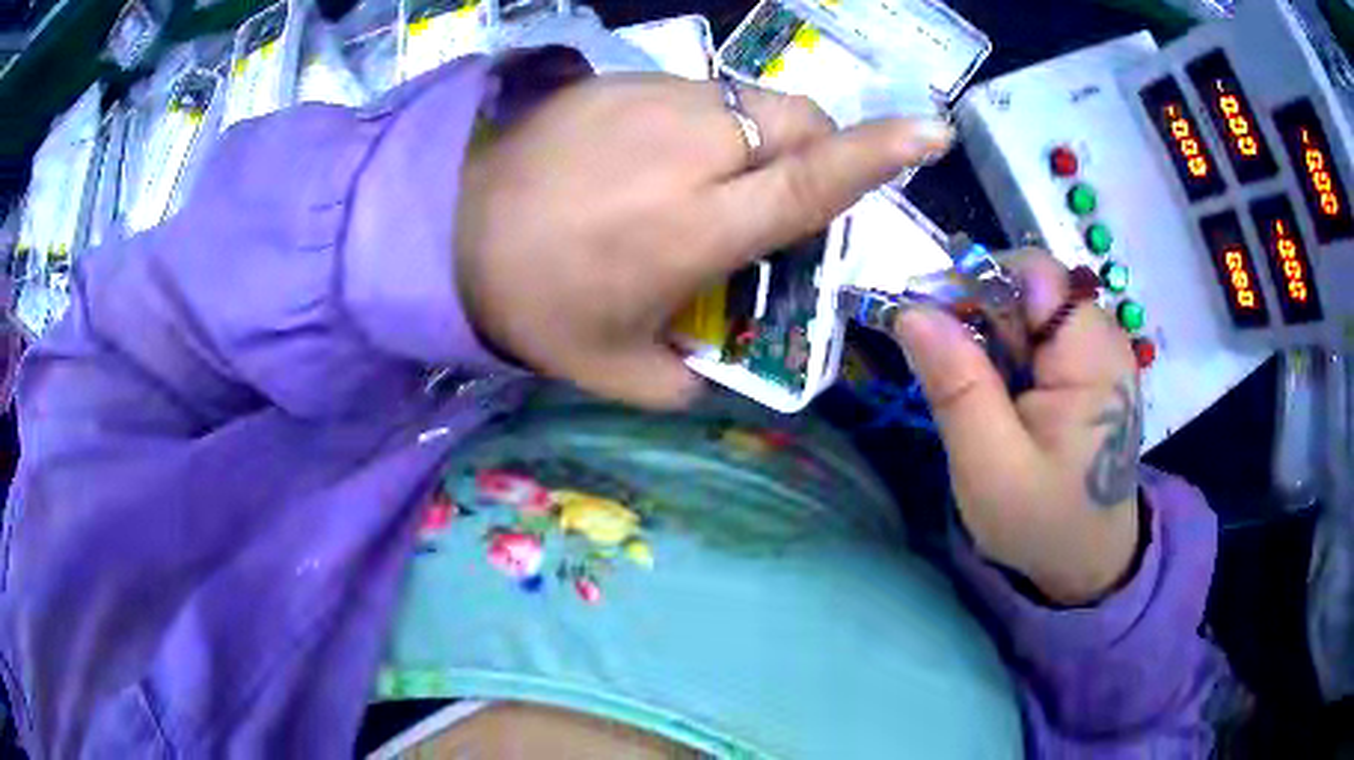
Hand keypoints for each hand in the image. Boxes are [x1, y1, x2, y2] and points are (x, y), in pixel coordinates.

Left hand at [456, 73, 953, 407]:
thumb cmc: (528, 300)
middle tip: (780, 197)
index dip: (880, 155)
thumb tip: (724, 378)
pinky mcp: (623, 80)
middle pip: (799, 122)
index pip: (811, 180)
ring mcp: (652, 101)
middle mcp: (688, 149)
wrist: (442, 224)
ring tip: (714, 180)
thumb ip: (685, 383)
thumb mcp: (612, 369)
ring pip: (753, 101)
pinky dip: (711, 122)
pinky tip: (662, 158)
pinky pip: (700, 92)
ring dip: (763, 136)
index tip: (933, 132)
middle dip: (819, 151)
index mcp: (695, 226)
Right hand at [893, 252, 1141, 604]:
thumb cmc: (1043, 521)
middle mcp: (1103, 336)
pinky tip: (1002, 399)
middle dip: (981, 321)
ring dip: (991, 341)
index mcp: (1091, 354)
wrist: (1086, 560)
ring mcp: (1097, 349)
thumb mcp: (990, 467)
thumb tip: (911, 311)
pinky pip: (1037, 333)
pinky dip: (1007, 356)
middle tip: (957, 382)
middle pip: (1028, 286)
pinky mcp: (1088, 364)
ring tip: (982, 400)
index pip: (1032, 273)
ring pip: (1027, 309)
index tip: (937, 331)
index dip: (978, 286)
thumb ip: (956, 387)